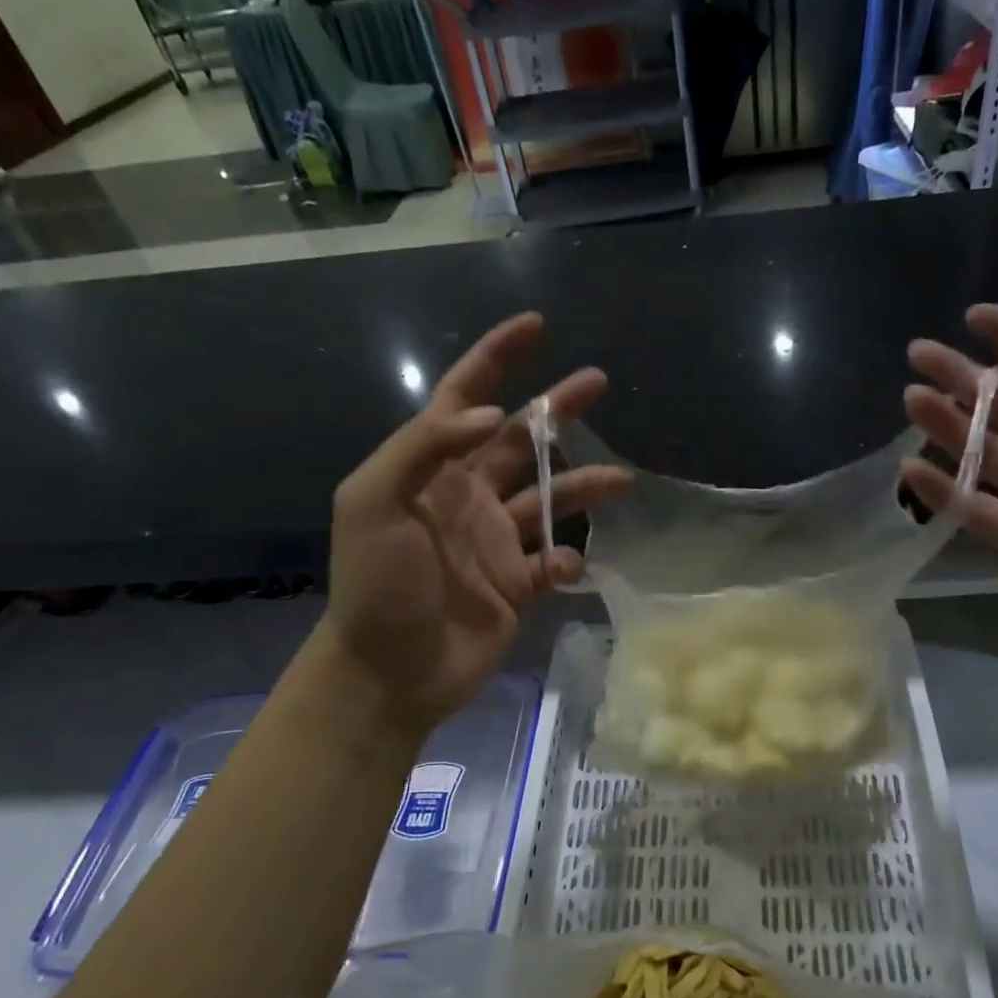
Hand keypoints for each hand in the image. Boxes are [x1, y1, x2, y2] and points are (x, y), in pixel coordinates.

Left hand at [317, 312, 630, 735]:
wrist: (391, 670)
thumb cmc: (376, 582)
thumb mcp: (373, 501)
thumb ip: (425, 447)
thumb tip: (492, 416)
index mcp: (433, 469)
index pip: (464, 398)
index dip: (496, 359)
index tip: (535, 327)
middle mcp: (469, 496)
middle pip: (521, 440)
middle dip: (557, 409)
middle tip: (598, 382)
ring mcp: (497, 542)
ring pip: (550, 498)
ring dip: (585, 484)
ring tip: (624, 480)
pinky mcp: (519, 584)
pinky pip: (555, 559)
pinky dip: (568, 557)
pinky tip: (567, 564)